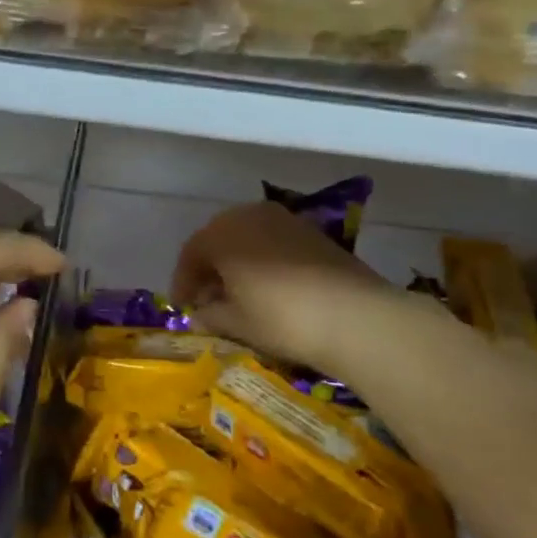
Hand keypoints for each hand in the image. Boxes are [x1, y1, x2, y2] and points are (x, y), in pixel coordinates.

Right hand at [171, 201, 399, 375]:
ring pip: (247, 237)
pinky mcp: (311, 231)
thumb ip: (211, 315)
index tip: (183, 306)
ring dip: (237, 262)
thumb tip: (199, 314)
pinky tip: (270, 288)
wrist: (353, 314)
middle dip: (210, 268)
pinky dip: (263, 260)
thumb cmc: (280, 318)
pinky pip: (273, 241)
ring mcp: (283, 219)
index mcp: (222, 232)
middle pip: (219, 238)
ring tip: (239, 295)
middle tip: (208, 299)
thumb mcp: (237, 323)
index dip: (184, 281)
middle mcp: (249, 215)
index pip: (191, 253)